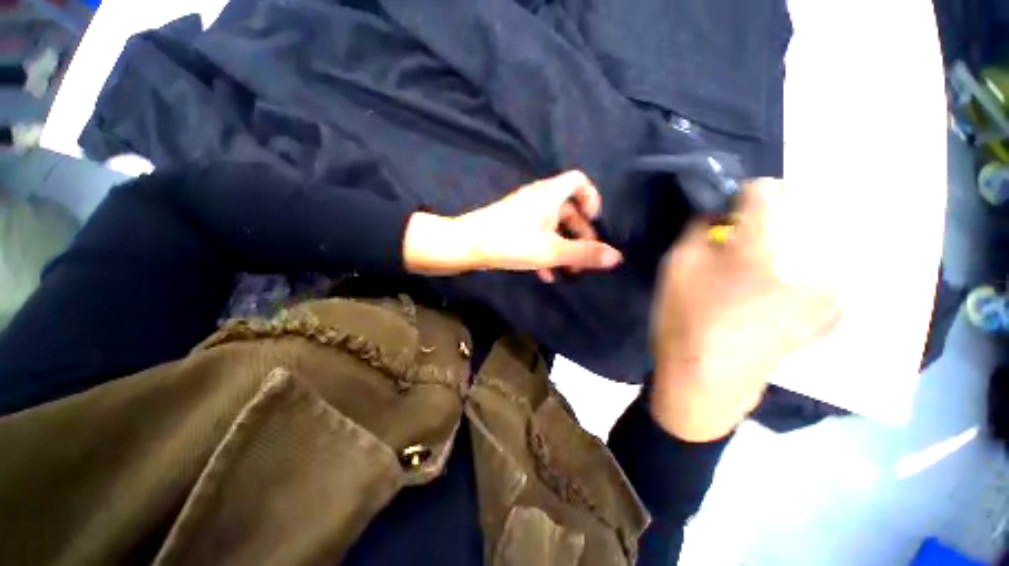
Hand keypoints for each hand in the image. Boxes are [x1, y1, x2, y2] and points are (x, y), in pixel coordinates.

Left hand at [403, 171, 622, 279]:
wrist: (465, 245)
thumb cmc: (511, 243)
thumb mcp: (551, 251)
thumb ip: (583, 254)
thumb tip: (617, 257)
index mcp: (549, 194)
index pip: (579, 181)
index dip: (592, 198)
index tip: (595, 221)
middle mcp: (537, 198)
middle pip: (568, 209)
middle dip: (580, 233)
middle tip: (585, 257)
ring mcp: (523, 211)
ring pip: (552, 225)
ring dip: (562, 246)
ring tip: (568, 271)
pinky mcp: (512, 224)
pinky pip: (536, 233)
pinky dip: (545, 249)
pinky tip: (545, 274)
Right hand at [649, 179, 841, 441]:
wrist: (706, 382)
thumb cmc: (684, 320)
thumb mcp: (676, 268)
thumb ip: (696, 230)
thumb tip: (716, 210)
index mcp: (762, 249)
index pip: (766, 191)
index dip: (744, 193)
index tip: (728, 208)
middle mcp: (804, 263)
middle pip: (799, 214)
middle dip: (770, 218)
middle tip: (743, 237)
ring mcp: (821, 294)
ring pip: (815, 246)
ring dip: (792, 243)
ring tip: (765, 261)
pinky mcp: (824, 317)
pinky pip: (824, 278)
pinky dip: (808, 272)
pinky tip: (785, 287)